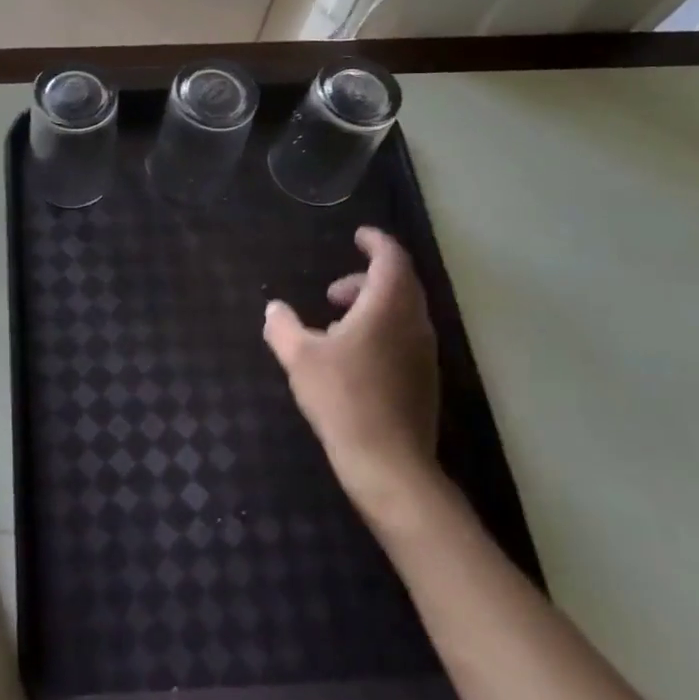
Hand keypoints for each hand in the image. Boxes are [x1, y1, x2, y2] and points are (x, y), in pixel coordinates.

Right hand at [262, 227, 441, 518]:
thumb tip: (274, 308)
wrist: (388, 464)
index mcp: (387, 308)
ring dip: (373, 307)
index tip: (358, 236)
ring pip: (404, 313)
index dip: (376, 242)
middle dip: (367, 278)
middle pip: (400, 284)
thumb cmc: (342, 400)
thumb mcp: (299, 358)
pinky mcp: (424, 380)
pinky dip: (381, 331)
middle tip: (333, 291)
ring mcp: (424, 354)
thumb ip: (283, 327)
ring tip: (336, 325)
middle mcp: (413, 325)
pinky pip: (405, 337)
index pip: (392, 260)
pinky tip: (353, 358)